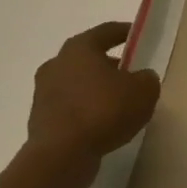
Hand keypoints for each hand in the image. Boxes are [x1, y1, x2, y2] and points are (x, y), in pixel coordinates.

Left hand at [26, 22, 160, 187]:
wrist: (61, 156)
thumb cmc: (104, 111)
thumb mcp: (144, 91)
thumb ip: (146, 79)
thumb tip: (141, 79)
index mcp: (79, 48)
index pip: (106, 31)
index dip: (125, 32)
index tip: (138, 35)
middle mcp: (56, 64)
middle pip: (88, 58)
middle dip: (109, 64)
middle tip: (131, 74)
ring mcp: (43, 93)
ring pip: (77, 84)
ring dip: (95, 89)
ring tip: (119, 103)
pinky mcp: (40, 120)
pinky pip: (70, 108)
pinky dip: (86, 111)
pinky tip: (103, 124)